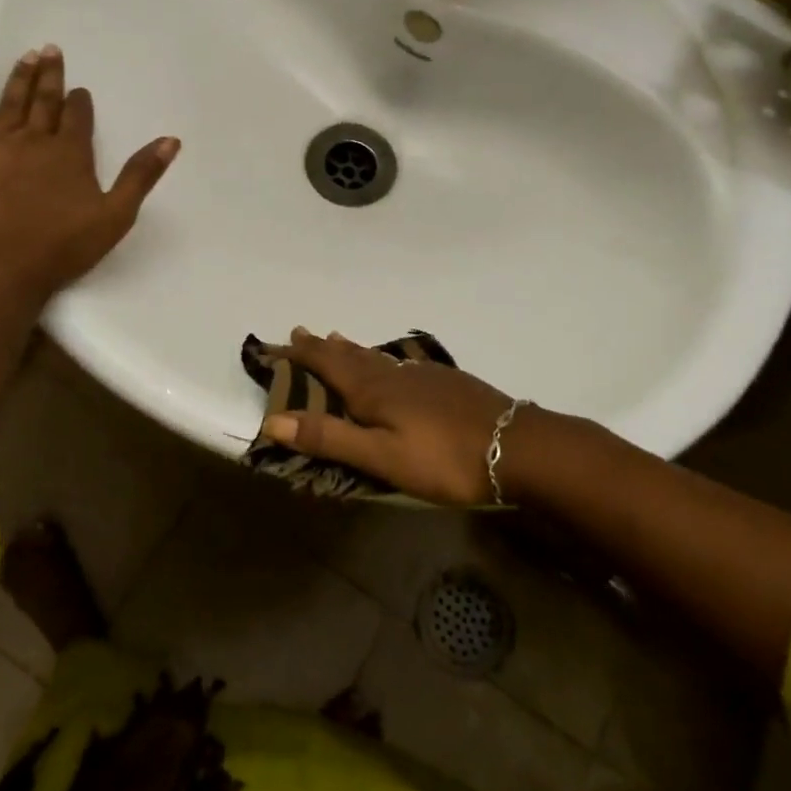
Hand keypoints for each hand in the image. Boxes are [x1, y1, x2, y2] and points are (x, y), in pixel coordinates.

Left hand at [0, 46, 178, 297]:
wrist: (0, 266)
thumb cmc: (62, 245)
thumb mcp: (115, 215)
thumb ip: (141, 176)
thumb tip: (171, 140)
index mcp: (71, 152)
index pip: (78, 117)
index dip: (81, 102)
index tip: (81, 90)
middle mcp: (35, 138)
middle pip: (45, 100)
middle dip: (51, 76)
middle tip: (52, 50)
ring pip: (12, 100)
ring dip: (21, 76)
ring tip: (28, 54)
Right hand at [259, 328, 519, 505]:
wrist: (517, 446)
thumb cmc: (443, 458)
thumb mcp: (381, 457)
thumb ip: (330, 438)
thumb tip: (273, 419)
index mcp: (372, 391)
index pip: (326, 365)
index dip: (299, 355)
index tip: (274, 344)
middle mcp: (393, 374)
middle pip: (349, 355)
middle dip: (321, 346)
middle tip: (300, 331)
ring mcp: (422, 375)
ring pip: (376, 356)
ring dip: (351, 348)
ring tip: (336, 337)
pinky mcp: (446, 382)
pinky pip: (401, 363)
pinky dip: (382, 358)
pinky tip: (395, 363)